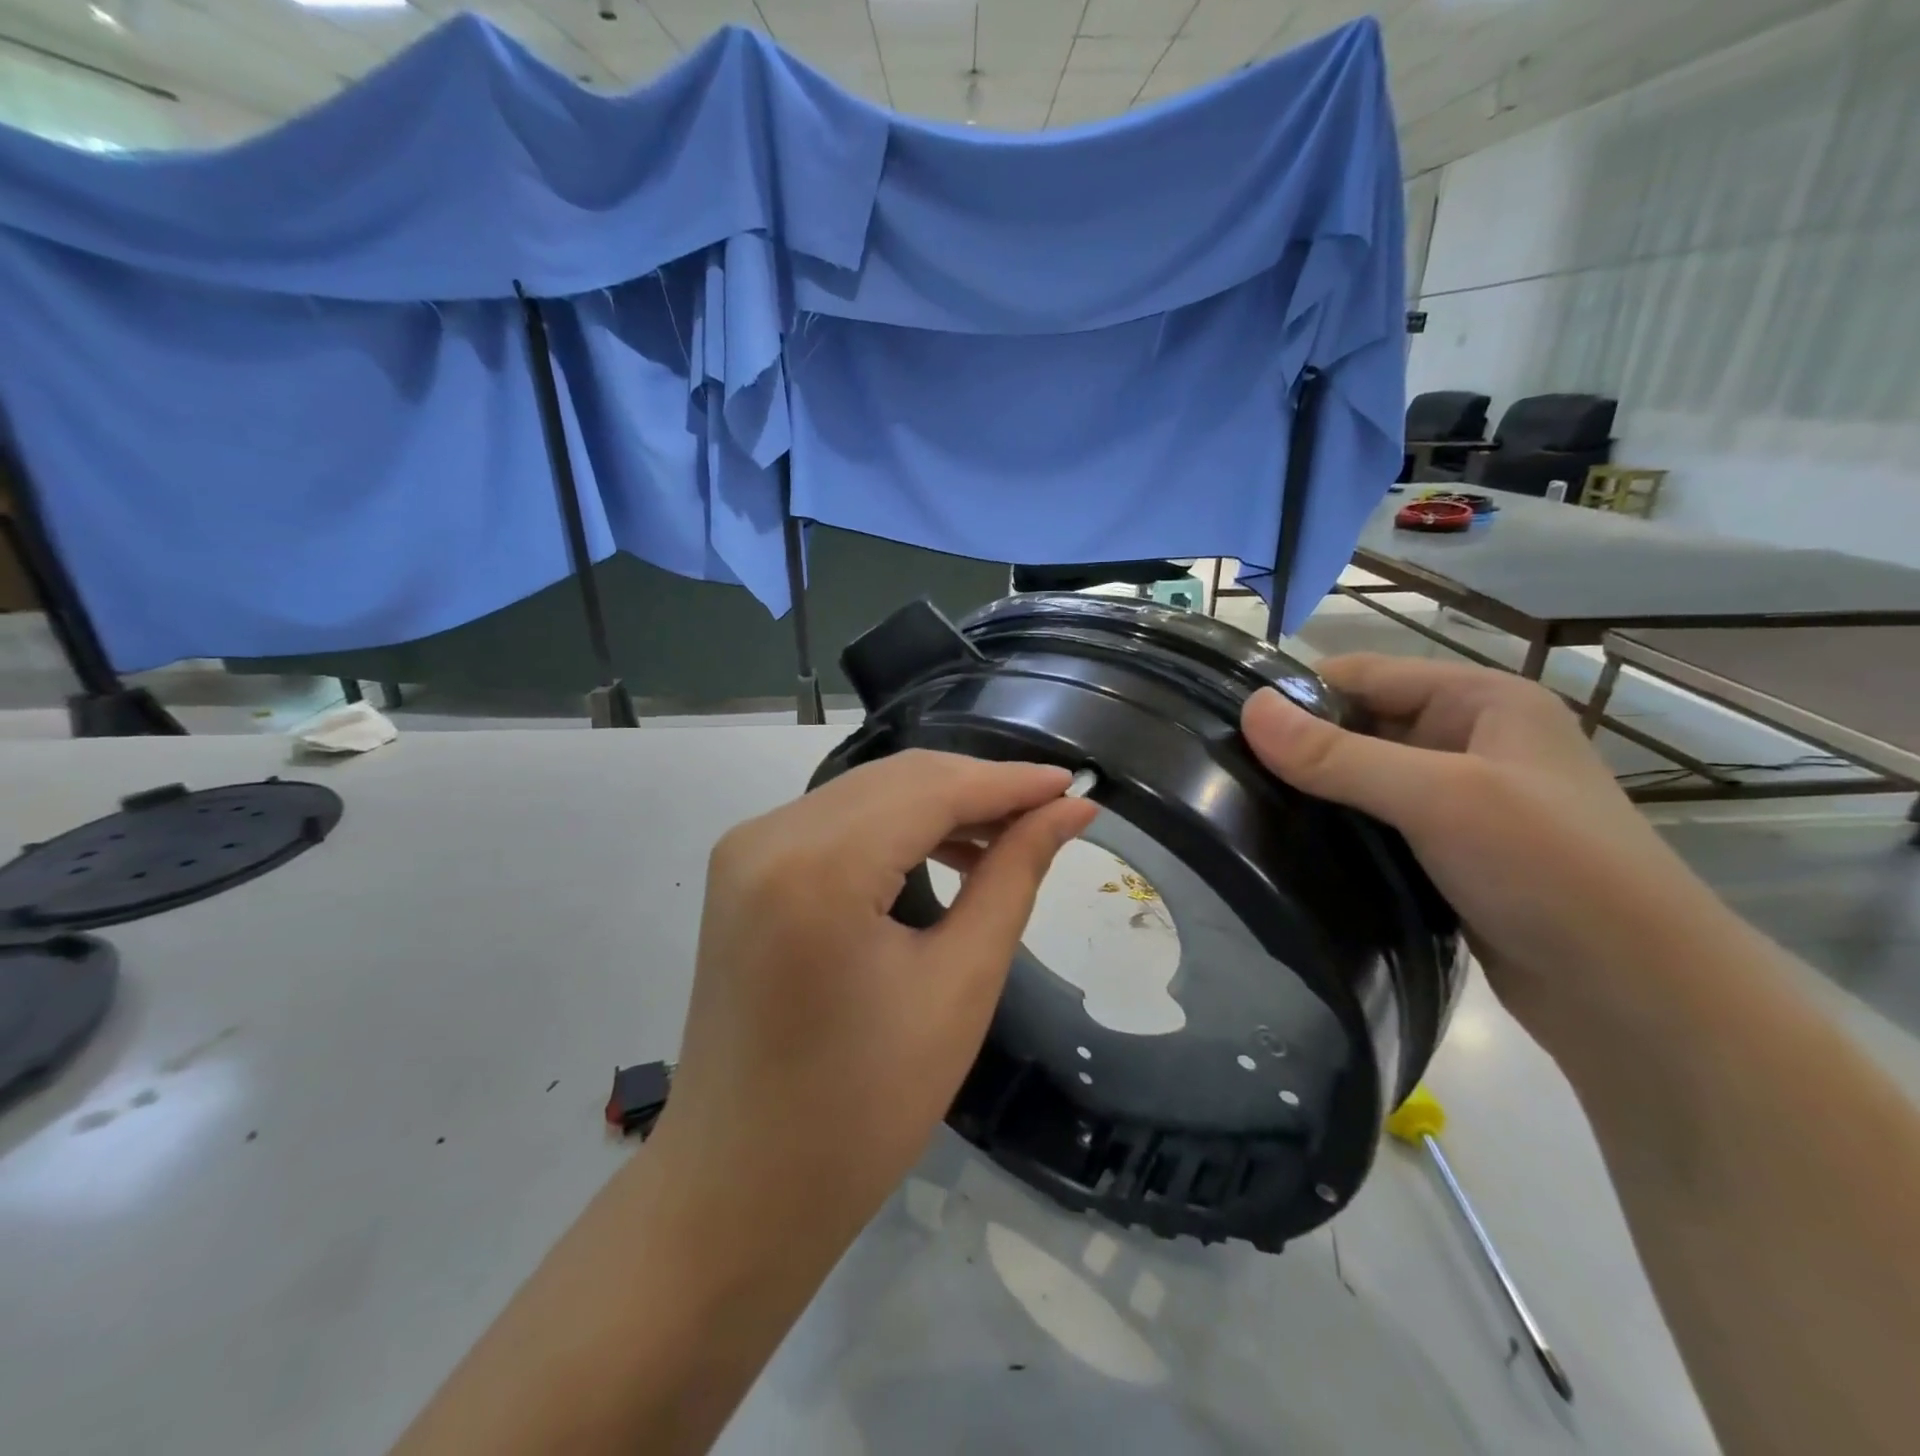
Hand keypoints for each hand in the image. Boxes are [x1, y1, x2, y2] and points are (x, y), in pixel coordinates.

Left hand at [651, 750, 1095, 1238]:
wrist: (741, 1188)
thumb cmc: (863, 1109)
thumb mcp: (959, 986)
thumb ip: (1013, 877)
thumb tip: (1069, 811)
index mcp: (817, 866)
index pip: (932, 789)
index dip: (1010, 782)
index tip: (1077, 784)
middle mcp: (769, 835)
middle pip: (897, 780)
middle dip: (979, 789)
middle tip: (1052, 813)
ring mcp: (746, 848)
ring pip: (868, 794)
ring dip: (940, 805)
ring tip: (1009, 837)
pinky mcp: (744, 869)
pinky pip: (837, 822)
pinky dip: (896, 826)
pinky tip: (946, 851)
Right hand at [1241, 655, 1724, 1038]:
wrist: (1639, 996)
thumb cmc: (1549, 868)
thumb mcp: (1439, 797)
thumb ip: (1338, 755)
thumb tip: (1248, 709)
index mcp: (1481, 700)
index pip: (1364, 673)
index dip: (1299, 694)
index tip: (1230, 728)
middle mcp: (1471, 740)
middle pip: (1360, 724)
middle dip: (1301, 748)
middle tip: (1230, 778)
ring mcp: (1462, 800)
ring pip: (1363, 778)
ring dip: (1315, 793)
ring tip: (1248, 812)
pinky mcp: (1449, 852)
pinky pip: (1376, 823)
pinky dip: (1337, 830)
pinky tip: (1293, 848)